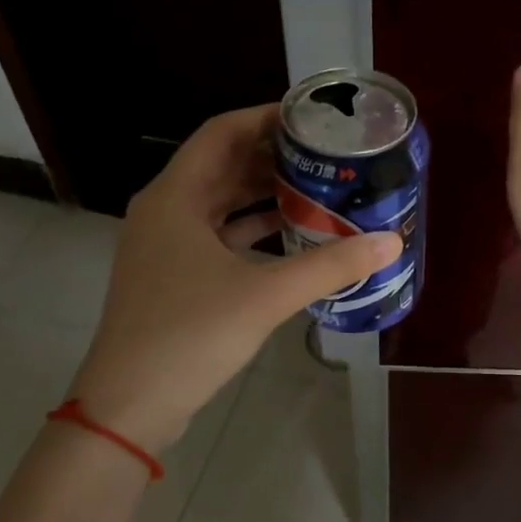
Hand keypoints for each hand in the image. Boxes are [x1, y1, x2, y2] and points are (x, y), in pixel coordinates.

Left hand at [68, 105, 400, 451]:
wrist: (130, 404)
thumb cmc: (190, 335)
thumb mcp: (266, 295)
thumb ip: (330, 266)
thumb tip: (390, 243)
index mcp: (176, 197)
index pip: (222, 132)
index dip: (266, 117)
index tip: (312, 118)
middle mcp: (166, 211)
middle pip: (223, 165)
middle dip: (273, 156)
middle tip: (326, 155)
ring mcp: (167, 246)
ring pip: (222, 203)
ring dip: (265, 194)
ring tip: (319, 188)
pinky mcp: (175, 277)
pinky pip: (220, 236)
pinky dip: (254, 230)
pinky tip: (293, 235)